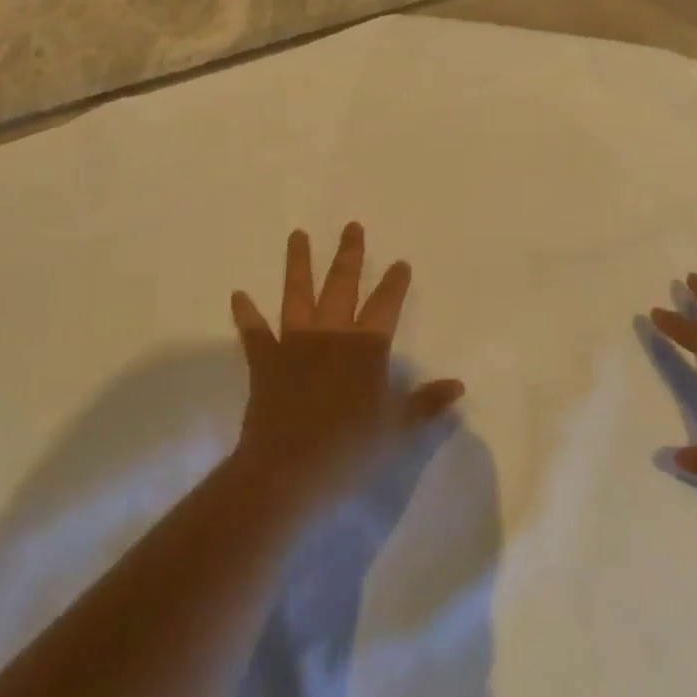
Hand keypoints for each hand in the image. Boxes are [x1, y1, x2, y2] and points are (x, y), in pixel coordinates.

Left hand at [230, 223, 464, 505]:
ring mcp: (294, 343)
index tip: (400, 262)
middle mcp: (331, 334)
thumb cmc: (349, 449)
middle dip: (349, 255)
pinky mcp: (265, 361)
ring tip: (297, 234)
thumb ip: (427, 403)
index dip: (394, 283)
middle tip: (351, 226)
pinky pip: (254, 332)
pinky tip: (238, 294)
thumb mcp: (398, 429)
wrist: (289, 470)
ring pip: (297, 294)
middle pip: (342, 285)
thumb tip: (459, 386)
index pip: (386, 305)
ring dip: (298, 263)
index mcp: (366, 348)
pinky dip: (246, 313)